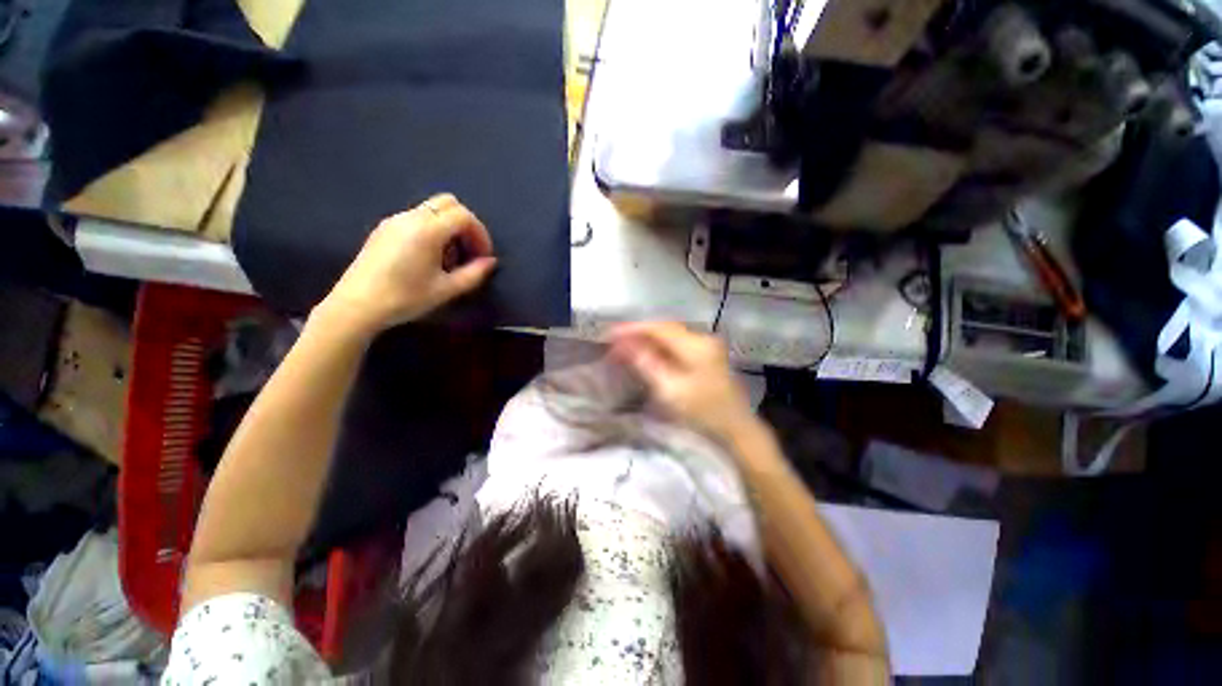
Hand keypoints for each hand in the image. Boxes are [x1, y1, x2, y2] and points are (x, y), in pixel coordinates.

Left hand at [320, 194, 496, 333]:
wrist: (357, 305)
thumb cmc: (405, 298)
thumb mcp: (447, 289)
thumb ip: (474, 273)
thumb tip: (490, 262)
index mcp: (427, 230)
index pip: (464, 216)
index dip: (480, 234)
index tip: (484, 256)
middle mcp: (410, 217)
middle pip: (449, 203)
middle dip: (466, 224)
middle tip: (470, 251)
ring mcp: (395, 220)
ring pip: (432, 209)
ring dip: (449, 227)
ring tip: (450, 258)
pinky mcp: (385, 228)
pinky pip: (417, 217)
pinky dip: (433, 229)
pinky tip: (430, 256)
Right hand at [608, 322, 757, 443]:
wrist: (737, 429)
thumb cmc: (703, 412)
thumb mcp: (670, 389)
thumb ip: (646, 363)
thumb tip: (624, 344)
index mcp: (695, 345)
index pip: (658, 328)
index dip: (633, 329)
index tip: (610, 334)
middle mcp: (703, 338)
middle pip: (665, 328)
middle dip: (639, 332)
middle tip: (616, 340)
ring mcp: (707, 345)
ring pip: (671, 334)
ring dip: (648, 338)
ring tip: (627, 345)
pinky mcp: (708, 355)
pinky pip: (678, 343)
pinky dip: (660, 346)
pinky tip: (648, 352)